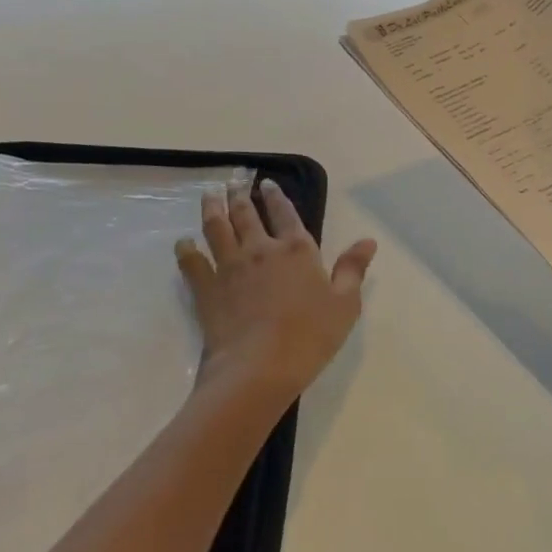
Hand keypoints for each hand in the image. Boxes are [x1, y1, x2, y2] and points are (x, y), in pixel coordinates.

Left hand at [176, 180, 376, 402]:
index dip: (277, 196)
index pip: (286, 213)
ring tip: (210, 195)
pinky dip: (186, 250)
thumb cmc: (309, 337)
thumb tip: (368, 240)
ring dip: (213, 208)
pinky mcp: (207, 289)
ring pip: (217, 228)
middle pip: (246, 214)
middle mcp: (261, 250)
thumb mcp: (344, 305)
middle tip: (235, 182)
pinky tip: (183, 243)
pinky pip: (192, 263)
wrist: (258, 369)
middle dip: (240, 195)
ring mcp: (230, 267)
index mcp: (297, 250)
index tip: (268, 184)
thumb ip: (353, 269)